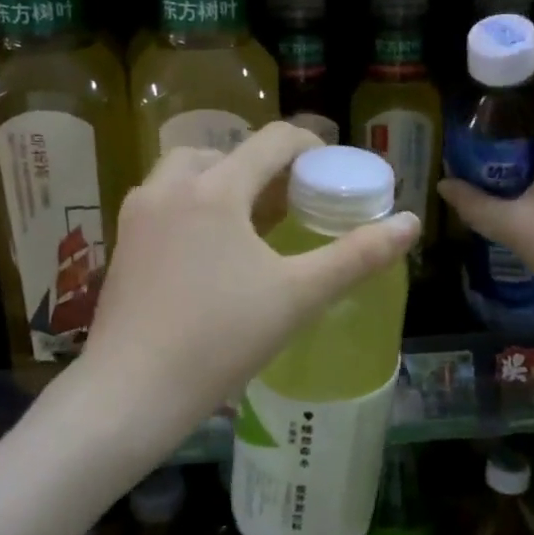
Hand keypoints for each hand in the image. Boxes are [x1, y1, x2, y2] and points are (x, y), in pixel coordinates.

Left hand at [78, 122, 418, 459]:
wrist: (131, 392)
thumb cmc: (220, 339)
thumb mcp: (299, 296)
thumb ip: (358, 255)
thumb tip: (410, 223)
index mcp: (215, 189)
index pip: (271, 142)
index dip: (308, 146)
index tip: (330, 169)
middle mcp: (170, 187)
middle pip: (226, 152)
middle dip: (263, 167)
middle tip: (291, 201)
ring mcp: (139, 214)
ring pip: (188, 172)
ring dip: (223, 180)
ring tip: (251, 220)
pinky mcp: (123, 242)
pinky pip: (165, 200)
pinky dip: (193, 203)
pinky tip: (210, 249)